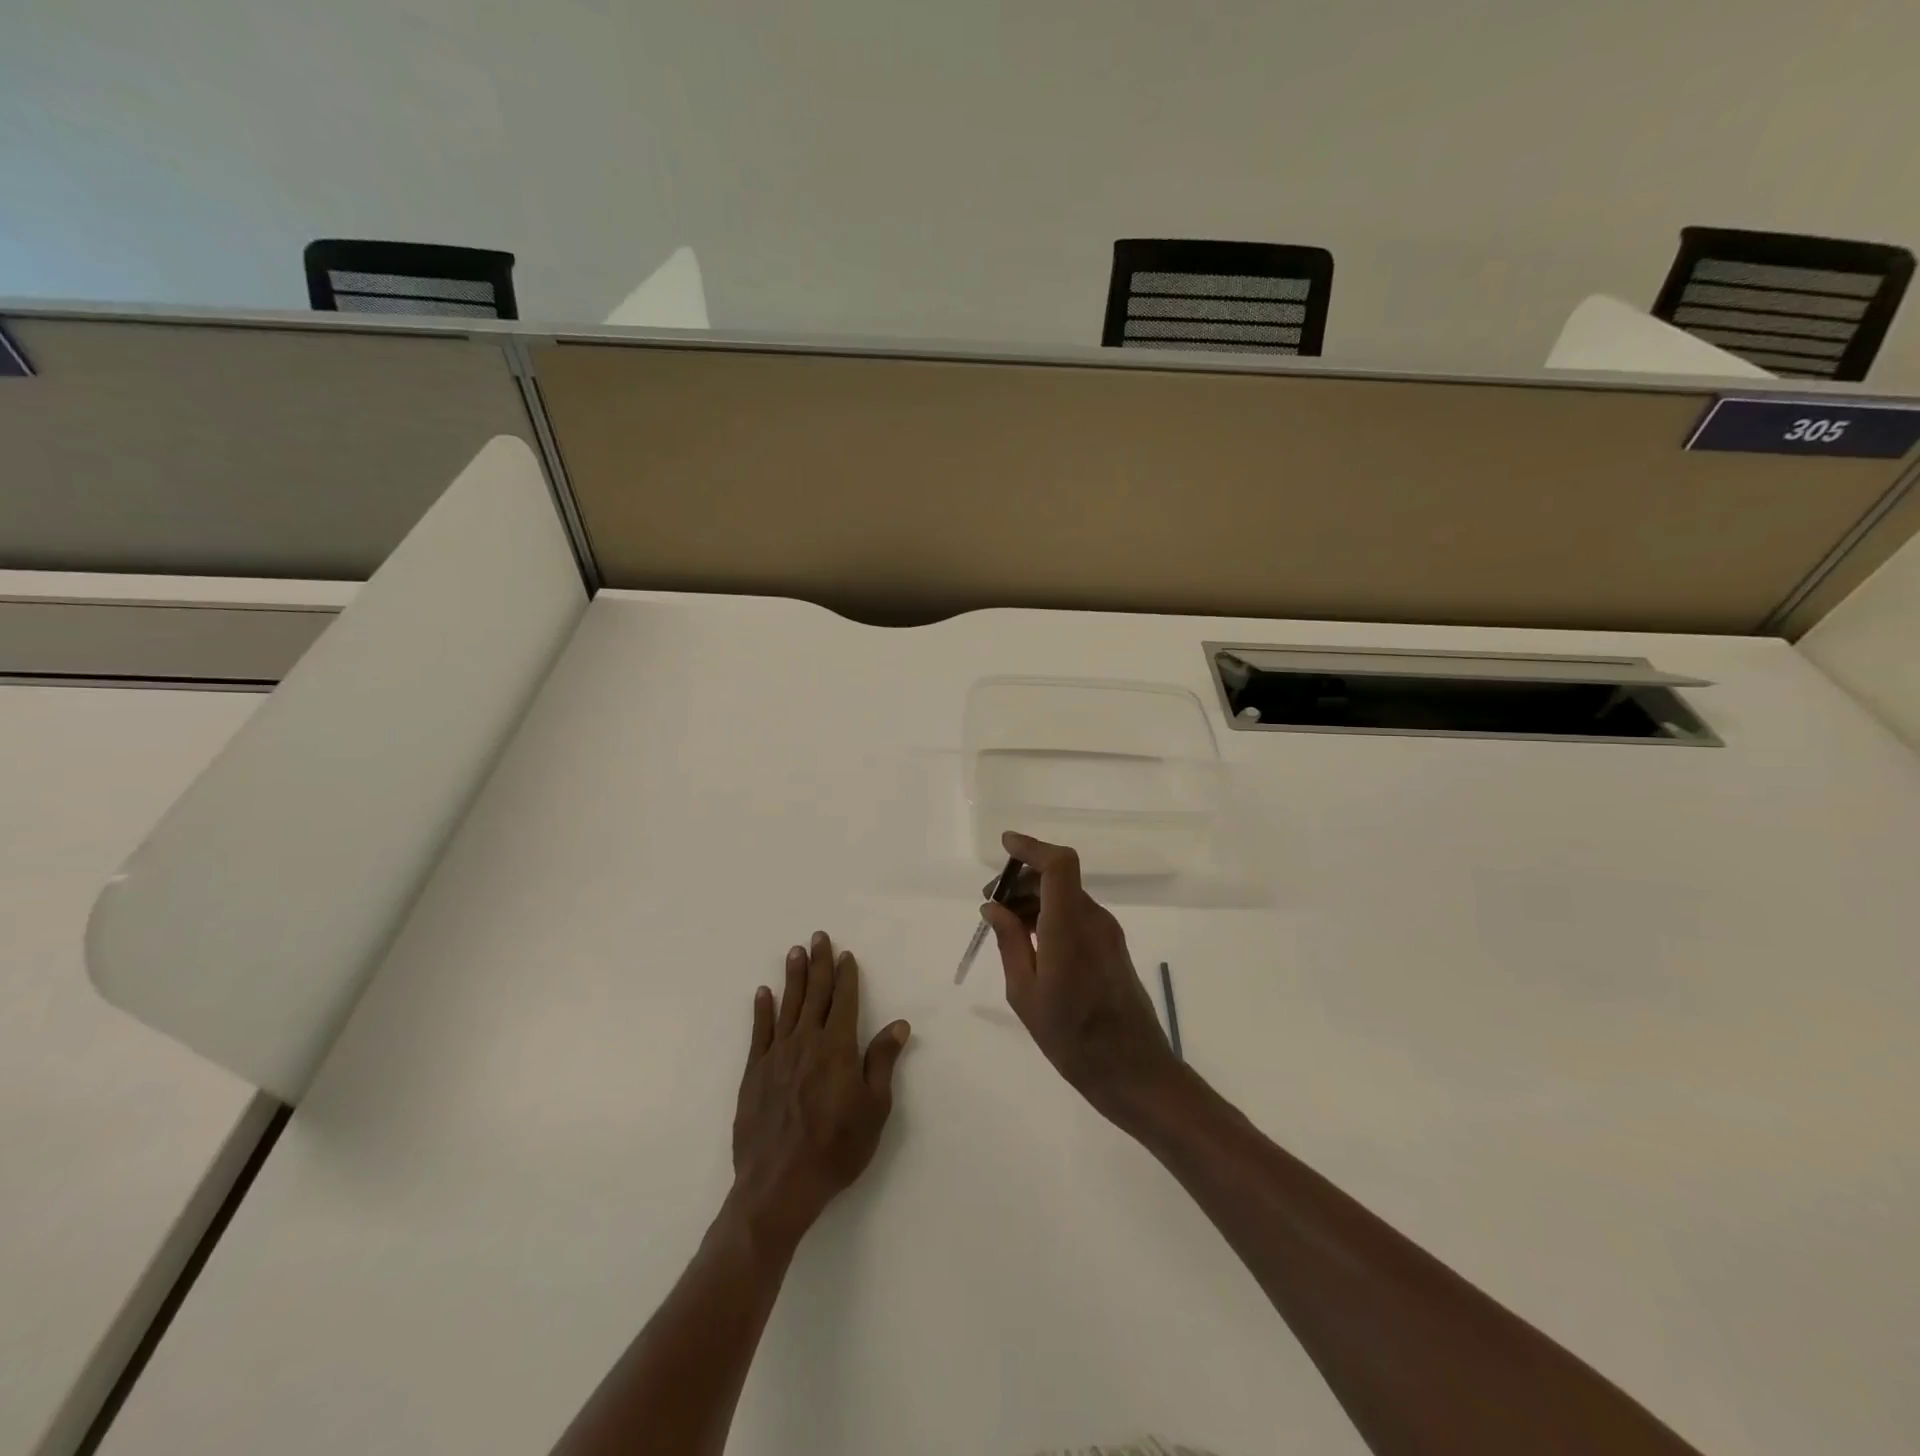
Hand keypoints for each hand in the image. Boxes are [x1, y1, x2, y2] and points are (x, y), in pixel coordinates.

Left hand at [731, 932, 910, 1244]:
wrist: (779, 1186)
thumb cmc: (836, 1149)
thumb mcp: (873, 1109)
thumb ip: (882, 1062)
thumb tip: (899, 1024)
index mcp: (837, 1047)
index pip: (844, 1000)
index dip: (846, 975)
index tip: (846, 955)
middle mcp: (806, 1042)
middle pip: (814, 994)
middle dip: (819, 963)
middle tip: (818, 936)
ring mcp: (777, 1055)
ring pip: (787, 1005)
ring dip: (792, 977)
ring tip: (794, 952)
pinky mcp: (754, 1073)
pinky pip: (760, 1032)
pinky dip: (762, 1010)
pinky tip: (763, 992)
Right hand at [981, 832, 1179, 1121]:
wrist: (1134, 1071)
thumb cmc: (1071, 1038)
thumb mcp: (1025, 993)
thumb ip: (1009, 942)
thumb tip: (993, 906)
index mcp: (1069, 928)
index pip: (1059, 865)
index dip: (1032, 847)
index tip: (1005, 846)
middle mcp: (1093, 920)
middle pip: (1059, 877)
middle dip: (1023, 879)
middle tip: (992, 904)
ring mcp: (1108, 932)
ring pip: (1067, 896)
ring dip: (1036, 899)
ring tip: (1006, 927)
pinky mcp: (1113, 947)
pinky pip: (1077, 915)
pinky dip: (1051, 915)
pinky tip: (1032, 943)